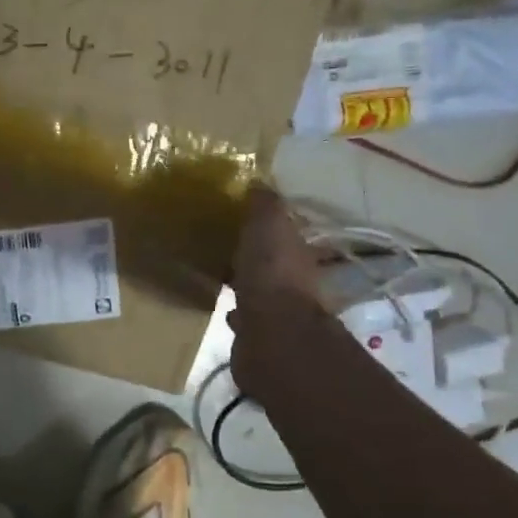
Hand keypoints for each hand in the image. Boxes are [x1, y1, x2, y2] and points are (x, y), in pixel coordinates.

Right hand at [227, 186, 331, 400]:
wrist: (273, 334)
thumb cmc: (271, 274)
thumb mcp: (269, 226)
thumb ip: (265, 205)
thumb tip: (260, 182)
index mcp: (297, 252)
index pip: (284, 232)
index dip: (266, 223)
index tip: (241, 216)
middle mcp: (293, 281)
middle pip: (272, 262)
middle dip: (254, 254)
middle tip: (224, 243)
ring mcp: (278, 310)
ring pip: (260, 289)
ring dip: (245, 282)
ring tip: (220, 273)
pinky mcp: (259, 335)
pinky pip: (247, 317)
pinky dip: (237, 310)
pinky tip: (224, 307)